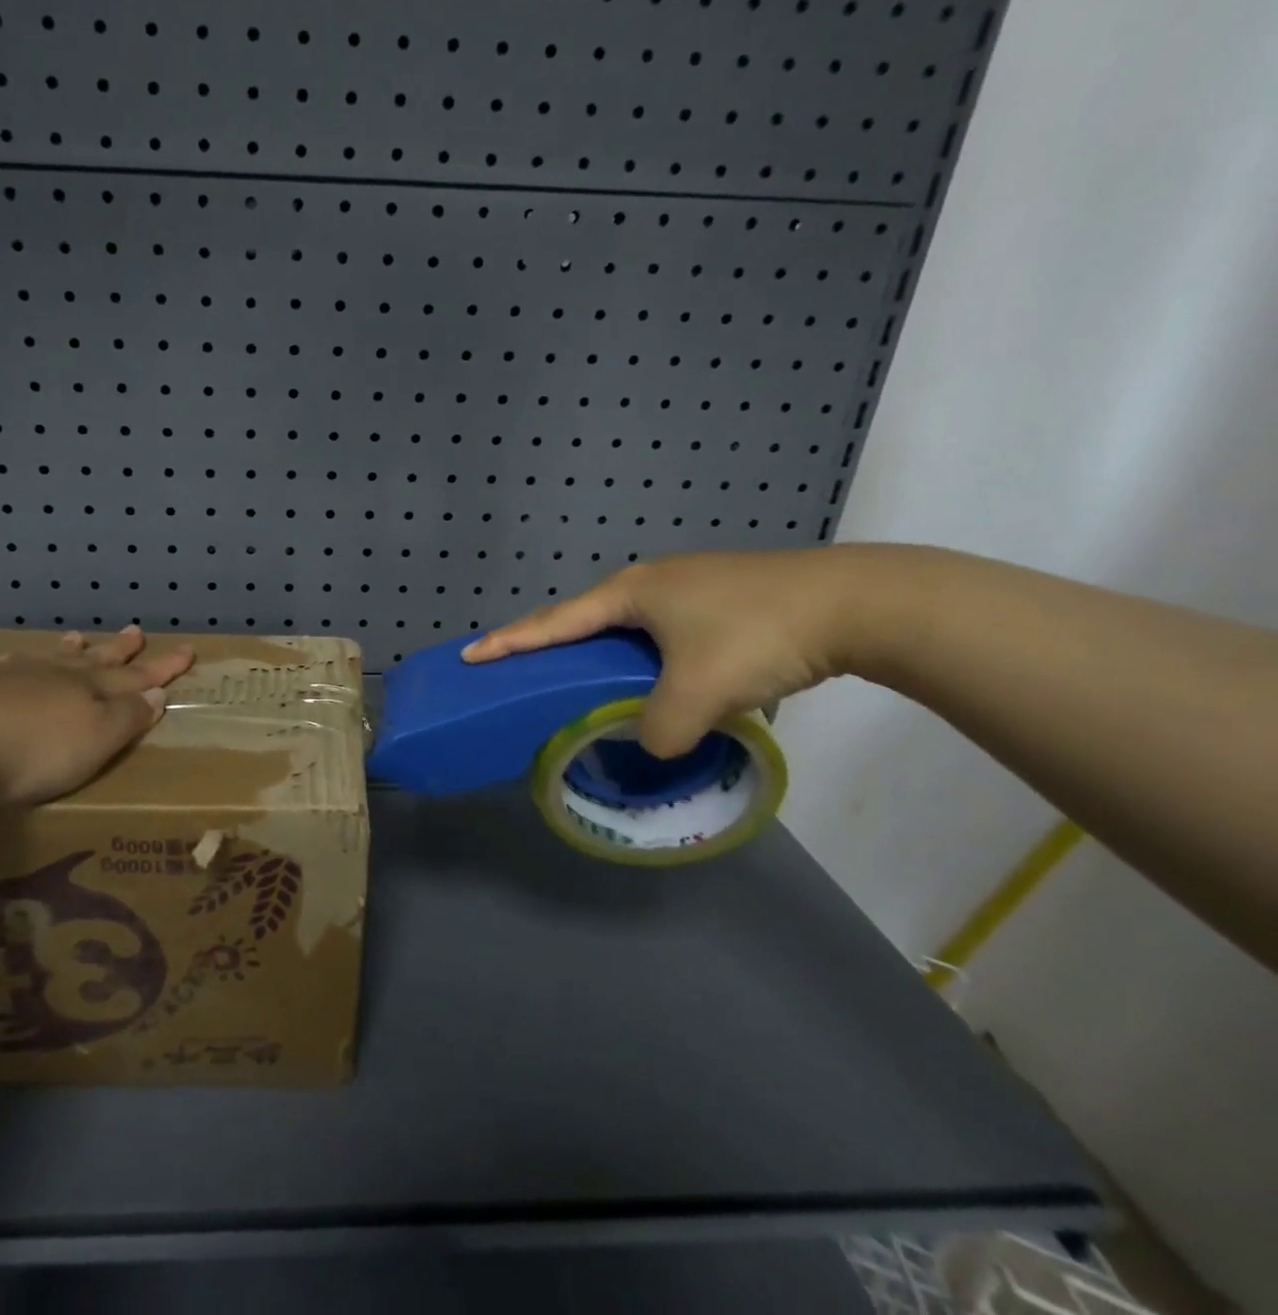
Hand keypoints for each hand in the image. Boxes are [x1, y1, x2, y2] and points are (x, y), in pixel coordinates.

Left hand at [0, 626, 195, 806]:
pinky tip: (14, 659)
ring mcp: (14, 676)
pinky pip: (7, 665)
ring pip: (51, 658)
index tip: (186, 651)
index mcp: (91, 690)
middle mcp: (57, 676)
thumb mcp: (97, 740)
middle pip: (97, 661)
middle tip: (136, 631)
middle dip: (120, 651)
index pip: (137, 677)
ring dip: (70, 650)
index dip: (162, 668)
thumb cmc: (35, 752)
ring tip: (81, 637)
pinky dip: (20, 661)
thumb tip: (156, 694)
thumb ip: (127, 717)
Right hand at [462, 548, 869, 756]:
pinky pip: (664, 634)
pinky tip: (661, 682)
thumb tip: (655, 745)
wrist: (857, 603)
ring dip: (606, 657)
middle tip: (525, 673)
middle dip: (552, 646)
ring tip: (590, 686)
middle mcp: (651, 582)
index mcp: (630, 593)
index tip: (471, 654)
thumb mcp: (698, 695)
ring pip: (629, 629)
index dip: (509, 641)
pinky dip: (647, 660)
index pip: (553, 622)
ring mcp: (689, 586)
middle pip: (585, 620)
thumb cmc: (757, 635)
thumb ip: (660, 732)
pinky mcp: (722, 599)